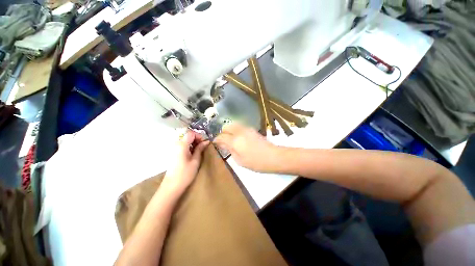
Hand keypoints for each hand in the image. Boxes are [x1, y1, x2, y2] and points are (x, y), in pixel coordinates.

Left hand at [163, 130, 209, 192]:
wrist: (172, 186)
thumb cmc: (185, 173)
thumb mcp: (195, 160)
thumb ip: (200, 149)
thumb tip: (206, 141)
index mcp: (181, 145)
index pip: (191, 133)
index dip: (199, 136)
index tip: (204, 142)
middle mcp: (176, 144)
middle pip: (187, 135)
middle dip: (196, 139)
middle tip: (203, 146)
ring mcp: (174, 148)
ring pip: (185, 140)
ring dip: (193, 142)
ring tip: (199, 150)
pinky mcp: (173, 153)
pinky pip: (182, 145)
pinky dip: (189, 146)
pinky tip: (192, 153)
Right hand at [214, 123, 278, 172]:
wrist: (273, 156)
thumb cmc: (256, 162)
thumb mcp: (240, 160)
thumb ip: (230, 150)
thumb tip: (223, 144)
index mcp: (235, 140)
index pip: (221, 136)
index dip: (217, 139)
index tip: (215, 143)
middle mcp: (239, 131)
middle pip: (227, 127)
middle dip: (223, 133)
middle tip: (223, 141)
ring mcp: (247, 129)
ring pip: (233, 125)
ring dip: (229, 131)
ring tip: (231, 139)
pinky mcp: (252, 129)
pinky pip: (240, 127)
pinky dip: (236, 130)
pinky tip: (239, 138)